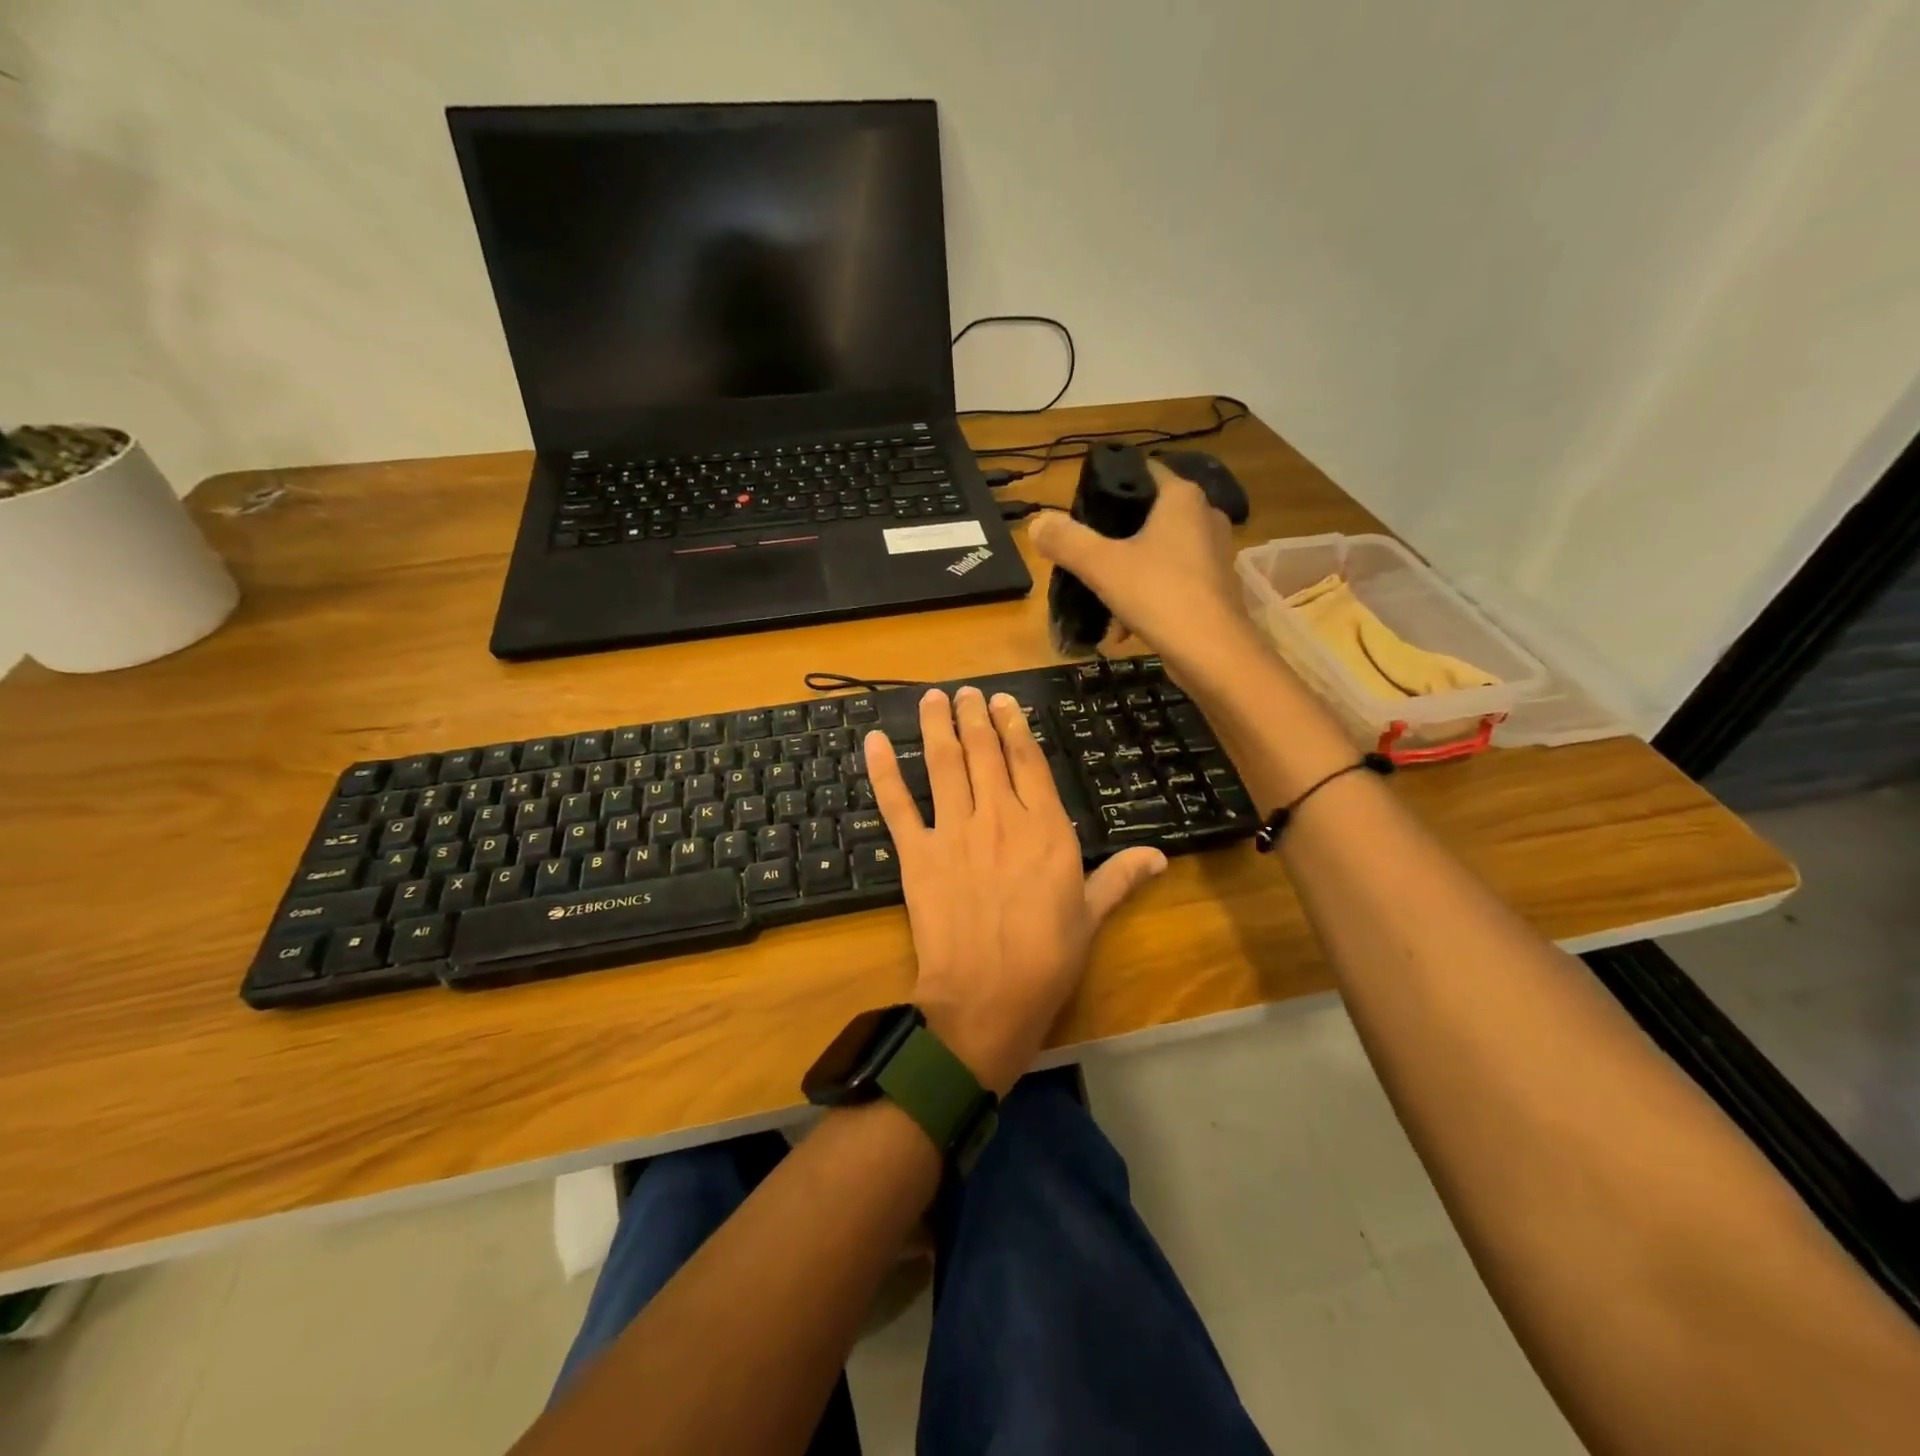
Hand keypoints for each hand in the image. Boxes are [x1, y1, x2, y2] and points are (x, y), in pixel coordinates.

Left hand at [863, 686, 1166, 1095]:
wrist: (986, 999)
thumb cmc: (1046, 960)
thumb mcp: (1091, 916)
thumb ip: (1119, 877)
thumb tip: (1160, 856)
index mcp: (1045, 829)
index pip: (1029, 762)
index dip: (1016, 727)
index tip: (1005, 702)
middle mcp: (999, 817)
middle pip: (984, 754)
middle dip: (976, 717)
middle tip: (968, 692)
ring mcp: (954, 832)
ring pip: (944, 765)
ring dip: (938, 727)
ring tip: (934, 697)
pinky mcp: (917, 854)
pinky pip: (897, 805)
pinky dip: (884, 771)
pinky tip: (875, 741)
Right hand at [1028, 459, 1250, 670]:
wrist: (1214, 654)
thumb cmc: (1160, 596)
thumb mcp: (1102, 566)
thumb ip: (1067, 541)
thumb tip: (1037, 522)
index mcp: (1181, 498)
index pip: (1141, 471)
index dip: (1108, 486)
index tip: (1081, 511)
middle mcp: (1204, 516)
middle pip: (1147, 515)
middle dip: (1114, 538)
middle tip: (1084, 556)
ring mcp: (1214, 552)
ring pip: (1158, 552)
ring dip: (1128, 573)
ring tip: (1101, 598)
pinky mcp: (1216, 586)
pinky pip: (1172, 580)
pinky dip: (1148, 596)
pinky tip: (1125, 626)